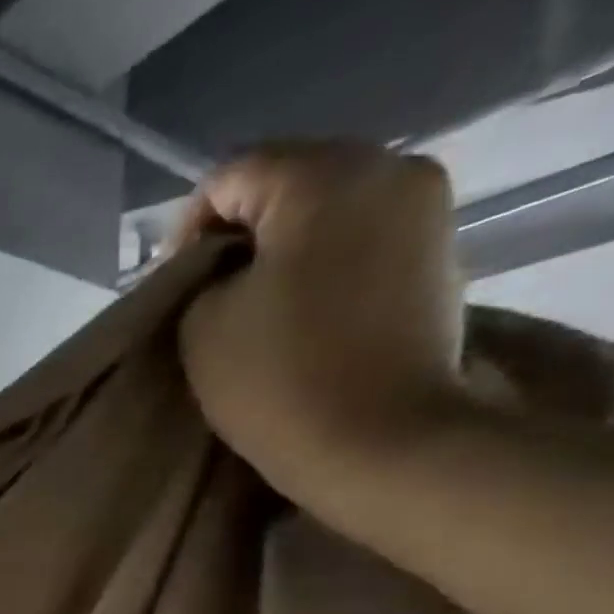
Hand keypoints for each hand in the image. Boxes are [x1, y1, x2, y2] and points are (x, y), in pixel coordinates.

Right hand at [176, 142, 470, 512]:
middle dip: (239, 235)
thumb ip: (200, 276)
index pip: (231, 174)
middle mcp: (390, 168)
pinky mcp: (440, 253)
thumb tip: (221, 265)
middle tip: (208, 296)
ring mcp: (427, 210)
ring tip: (254, 307)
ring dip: (283, 250)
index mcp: (325, 176)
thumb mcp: (202, 324)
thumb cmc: (278, 381)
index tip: (173, 287)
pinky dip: (325, 265)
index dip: (186, 228)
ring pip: (329, 209)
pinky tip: (303, 313)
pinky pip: (363, 238)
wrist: (380, 445)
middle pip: (288, 181)